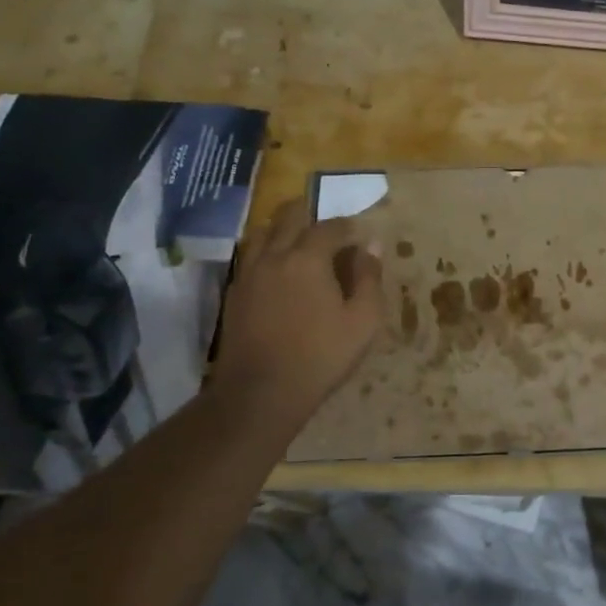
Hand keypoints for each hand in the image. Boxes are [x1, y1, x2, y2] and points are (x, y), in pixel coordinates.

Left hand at [211, 199, 384, 429]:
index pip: (330, 227)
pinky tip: (277, 268)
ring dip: (283, 228)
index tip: (361, 235)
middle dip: (310, 213)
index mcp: (308, 258)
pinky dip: (266, 250)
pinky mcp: (234, 293)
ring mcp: (249, 273)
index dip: (348, 227)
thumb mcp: (363, 320)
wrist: (260, 393)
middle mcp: (274, 256)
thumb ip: (369, 278)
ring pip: (263, 232)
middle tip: (327, 224)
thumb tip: (371, 247)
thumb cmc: (321, 356)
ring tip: (299, 240)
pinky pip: (250, 256)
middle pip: (288, 217)